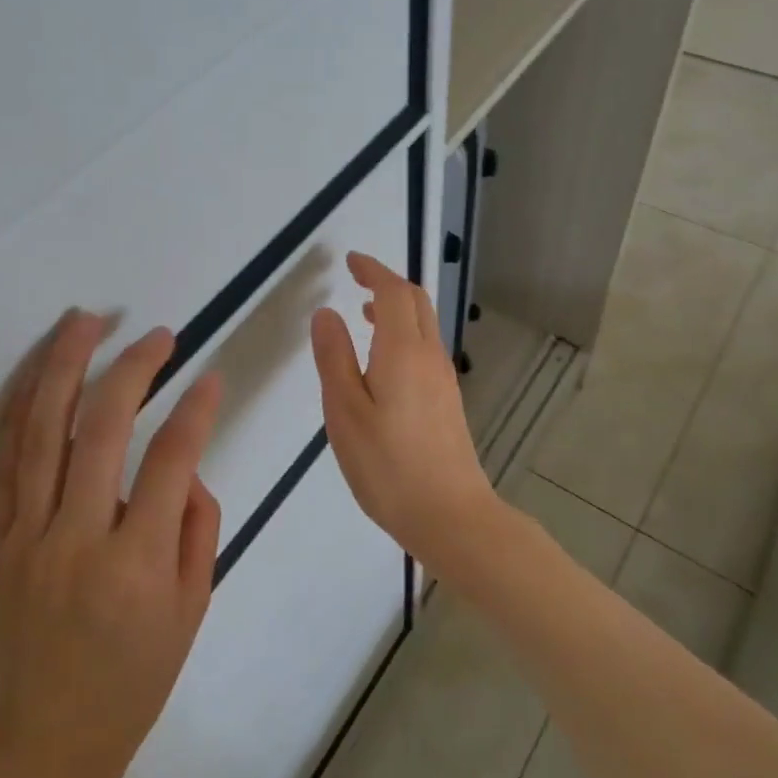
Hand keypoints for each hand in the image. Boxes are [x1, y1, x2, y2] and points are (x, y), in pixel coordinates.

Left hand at [0, 311, 222, 777]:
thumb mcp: (194, 605)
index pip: (170, 461)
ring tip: (83, 321)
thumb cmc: (136, 675)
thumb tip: (183, 465)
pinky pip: (5, 460)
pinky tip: (39, 373)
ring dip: (63, 368)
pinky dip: (21, 408)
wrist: (48, 738)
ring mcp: (25, 537)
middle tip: (157, 336)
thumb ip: (197, 524)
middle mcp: (76, 540)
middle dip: (132, 370)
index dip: (195, 410)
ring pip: (40, 432)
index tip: (210, 376)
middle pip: (99, 430)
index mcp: (136, 564)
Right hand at [309, 251, 496, 571]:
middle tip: (358, 280)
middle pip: (416, 302)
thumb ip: (334, 359)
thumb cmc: (388, 466)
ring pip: (424, 325)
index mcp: (403, 351)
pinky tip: (383, 360)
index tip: (351, 261)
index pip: (394, 292)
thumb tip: (326, 313)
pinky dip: (404, 334)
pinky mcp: (447, 401)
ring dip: (397, 309)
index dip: (373, 270)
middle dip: (388, 283)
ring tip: (365, 314)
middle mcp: (430, 356)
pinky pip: (425, 348)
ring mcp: (444, 379)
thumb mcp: (345, 412)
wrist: (451, 516)